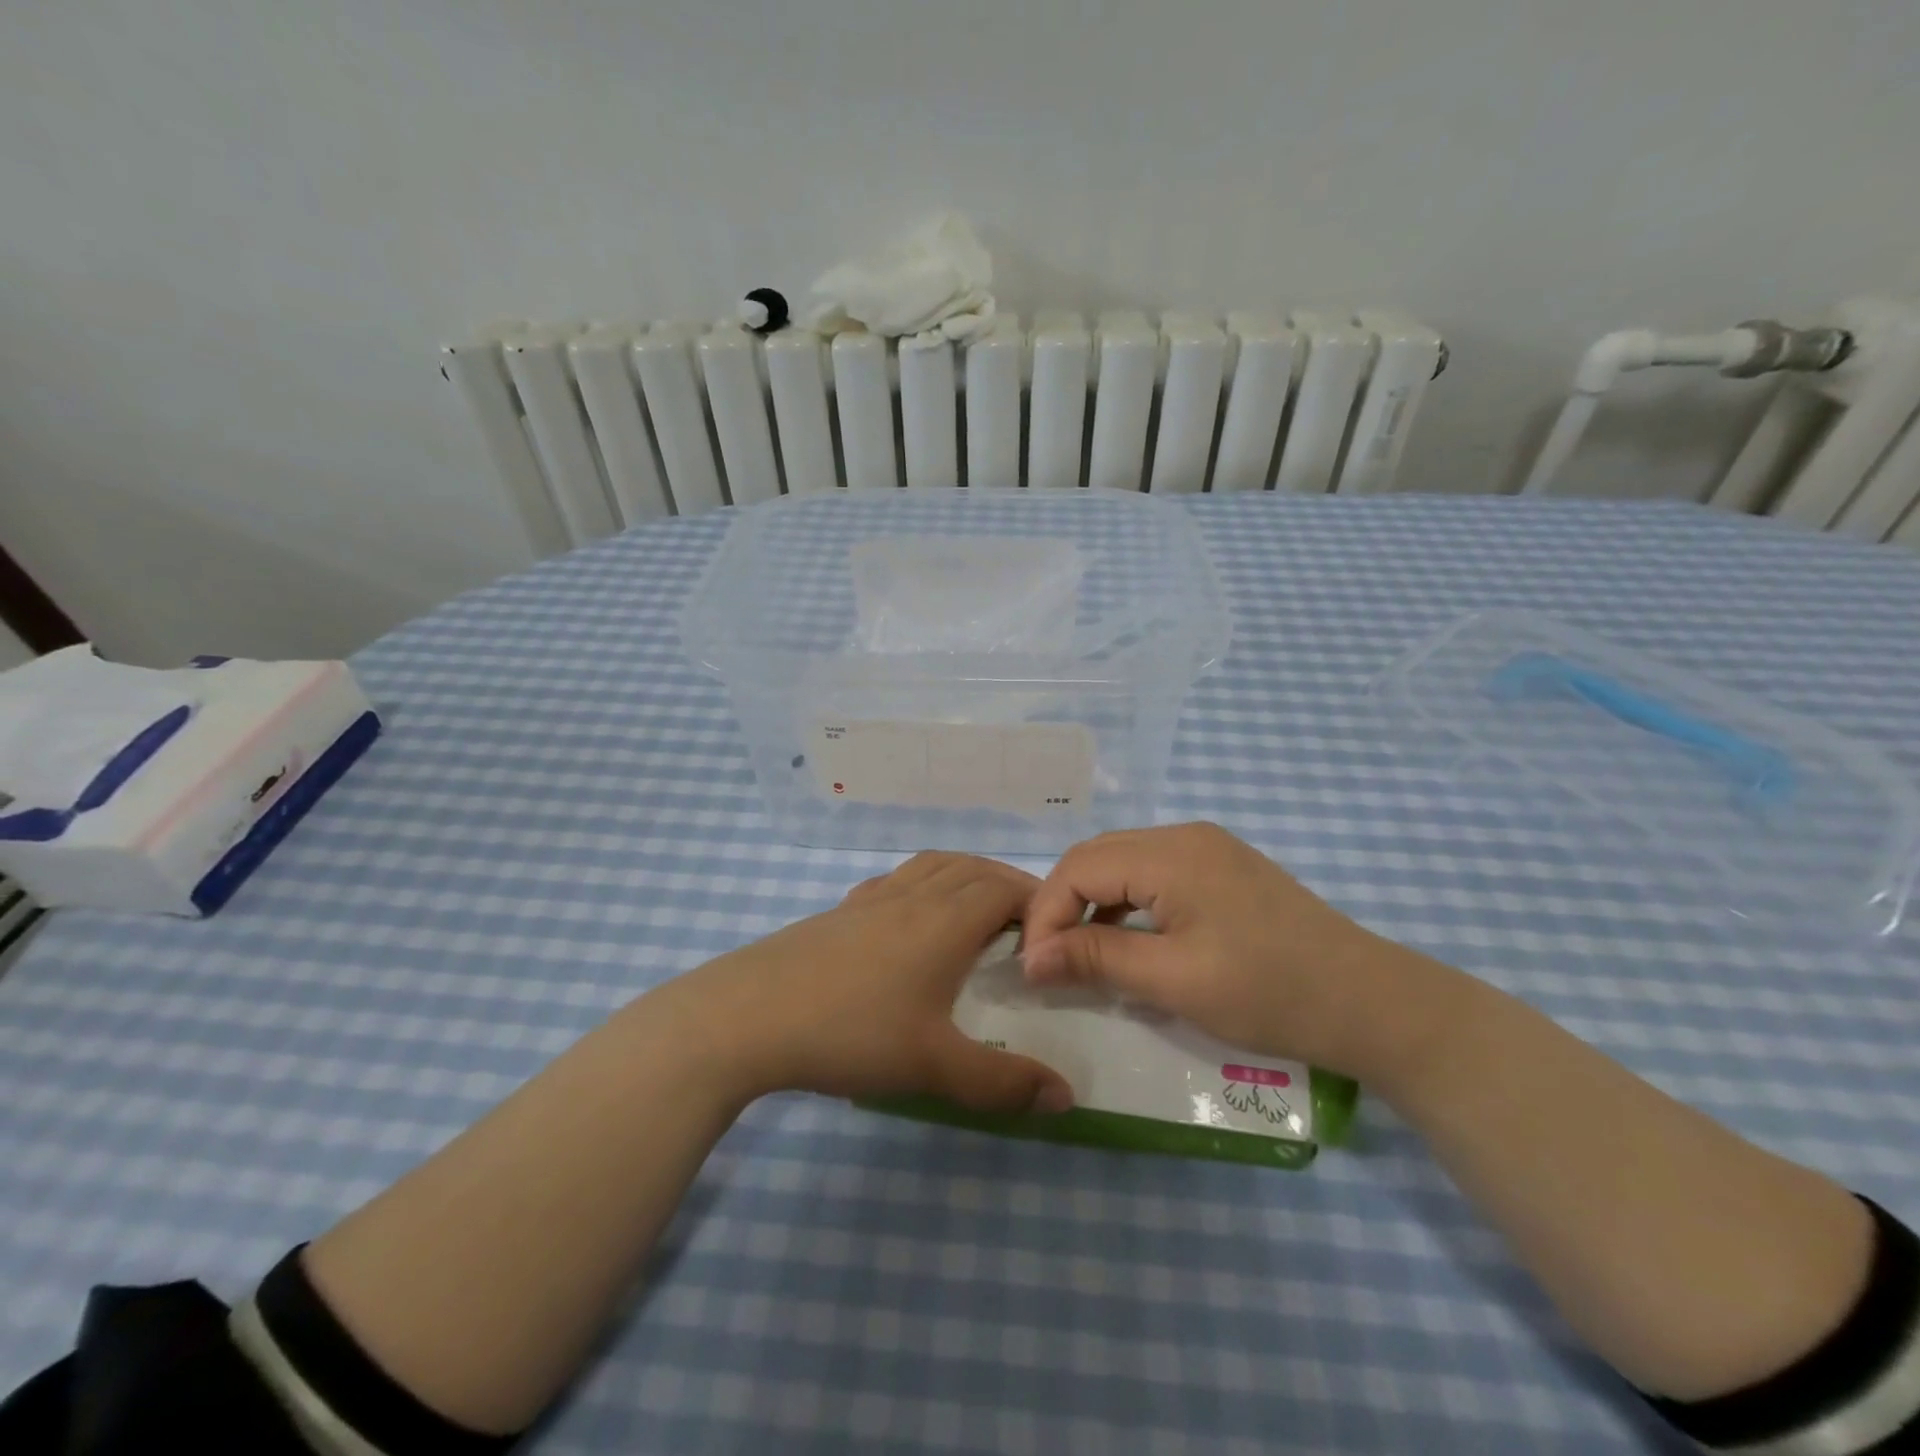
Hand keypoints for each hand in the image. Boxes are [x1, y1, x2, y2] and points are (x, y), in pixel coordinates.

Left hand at [666, 852, 1073, 1113]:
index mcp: (945, 921)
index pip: (1005, 889)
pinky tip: (910, 915)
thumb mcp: (934, 1066)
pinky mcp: (838, 910)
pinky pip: (895, 880)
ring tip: (978, 906)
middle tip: (1027, 921)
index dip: (1037, 901)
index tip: (1055, 930)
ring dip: (965, 875)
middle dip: (1007, 884)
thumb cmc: (851, 1032)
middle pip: (972, 868)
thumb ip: (1003, 1083)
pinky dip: (921, 882)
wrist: (747, 1016)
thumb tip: (1067, 1097)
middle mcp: (913, 896)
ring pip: (932, 865)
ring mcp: (871, 898)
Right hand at [1021, 823, 1460, 1081]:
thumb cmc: (1269, 992)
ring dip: (1093, 904)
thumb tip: (1030, 959)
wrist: (1371, 1003)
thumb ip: (1095, 959)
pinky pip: (1153, 874)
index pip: (1079, 867)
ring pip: (1123, 864)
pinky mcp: (1223, 869)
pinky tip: (1129, 942)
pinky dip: (1127, 905)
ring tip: (1081, 954)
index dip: (1046, 913)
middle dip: (1063, 905)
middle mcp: (1185, 836)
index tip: (1034, 968)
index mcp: (1171, 853)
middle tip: (1050, 960)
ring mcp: (1208, 849)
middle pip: (1098, 857)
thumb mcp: (1173, 981)